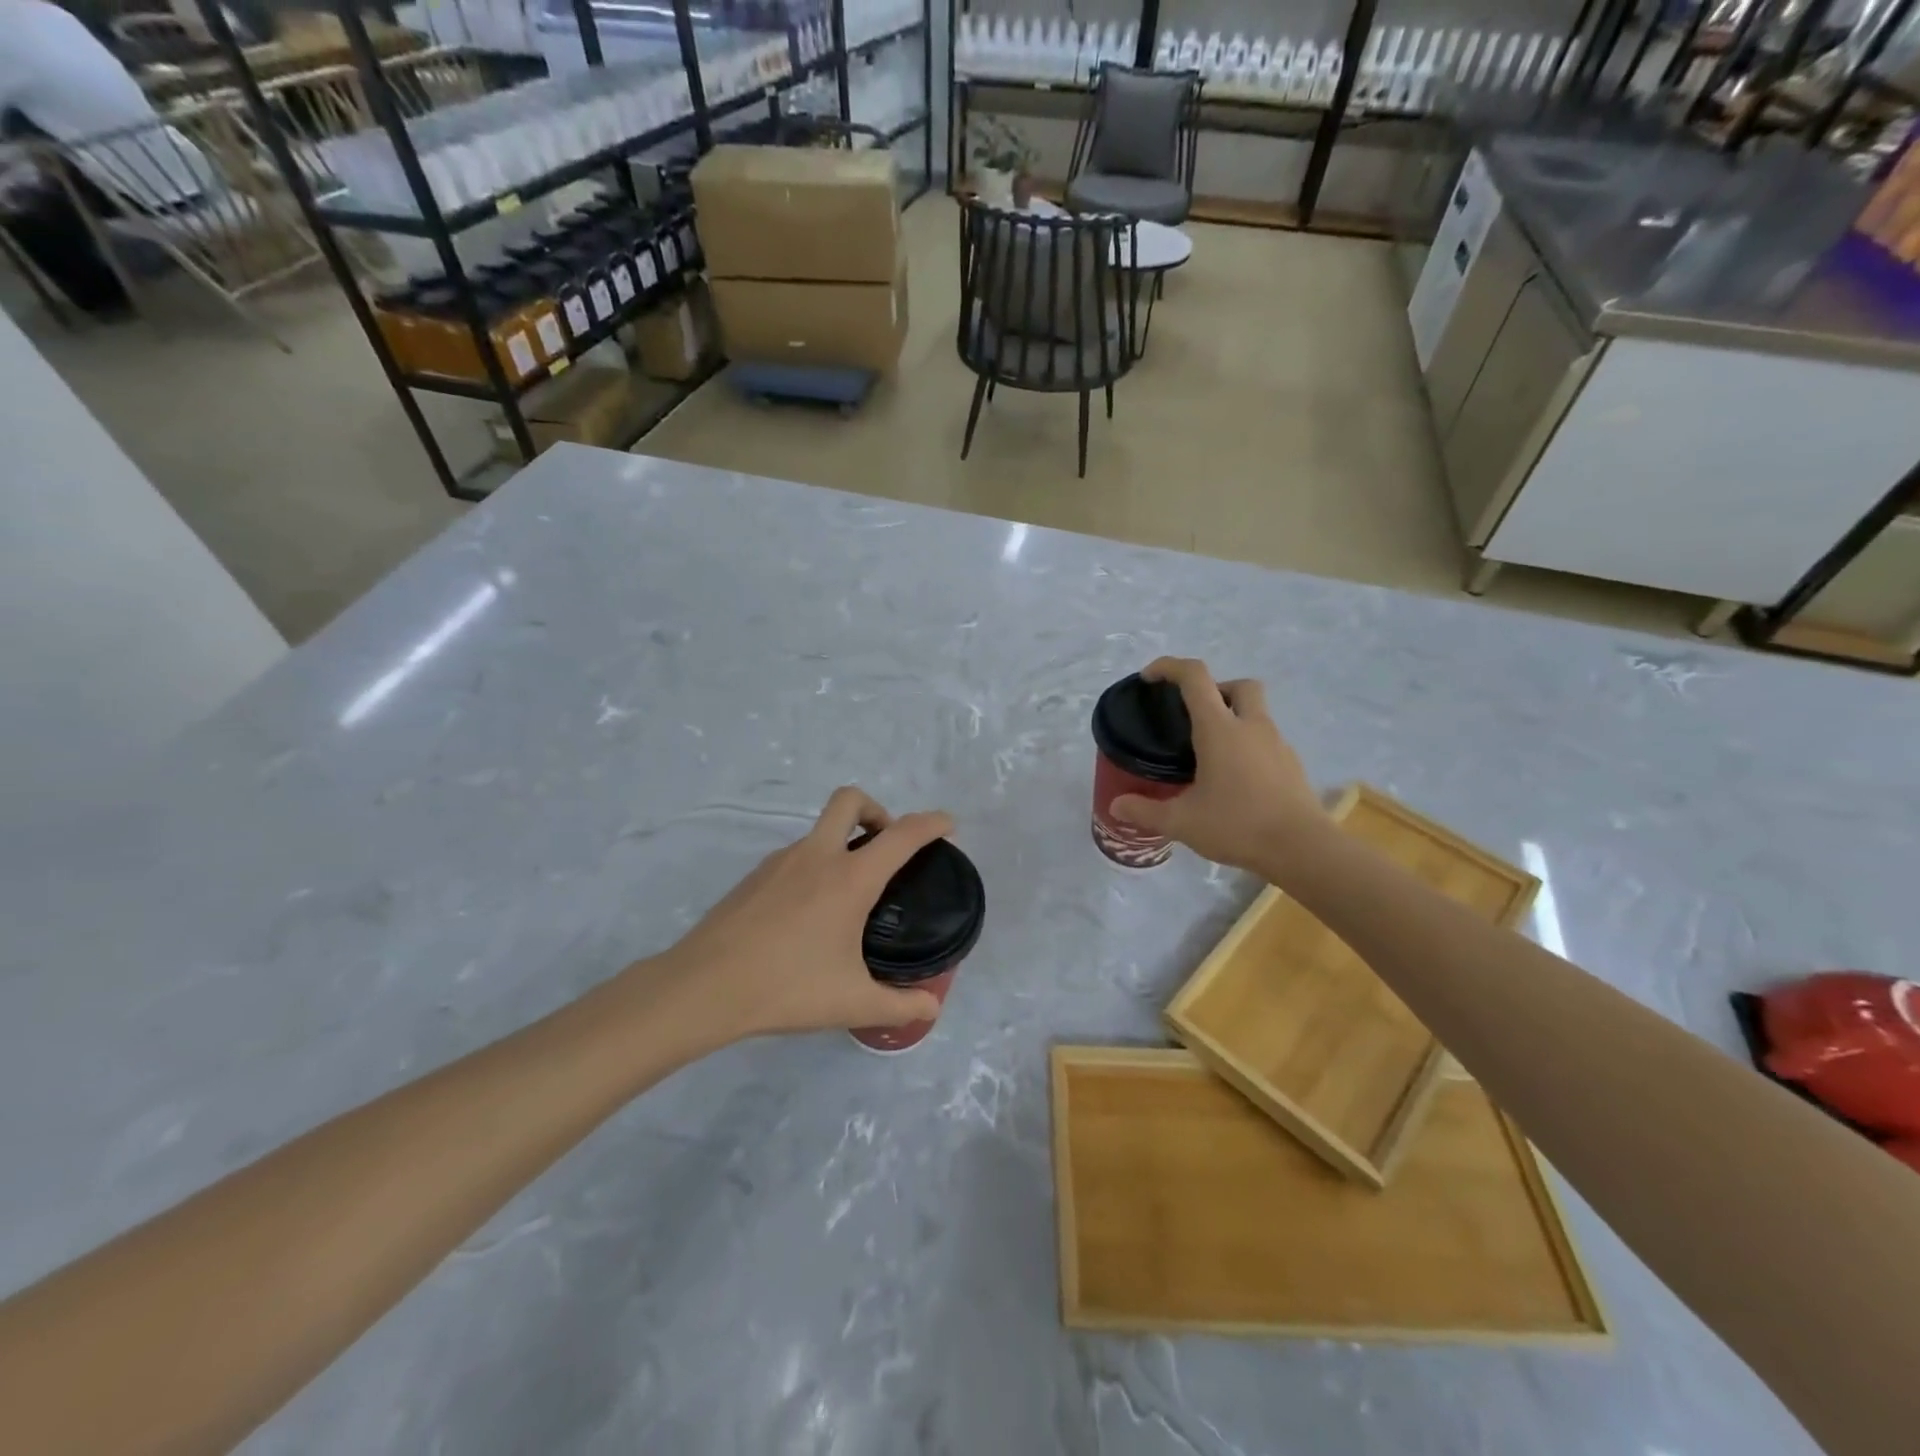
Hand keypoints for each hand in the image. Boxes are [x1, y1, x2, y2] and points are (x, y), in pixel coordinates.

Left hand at [650, 787, 953, 1040]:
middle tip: (886, 848)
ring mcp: (780, 862)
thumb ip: (900, 1005)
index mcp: (850, 878)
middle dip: (877, 810)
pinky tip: (809, 914)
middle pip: (850, 800)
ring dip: (843, 843)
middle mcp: (817, 856)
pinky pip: (797, 856)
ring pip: (820, 830)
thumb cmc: (787, 988)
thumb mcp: (853, 1003)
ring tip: (848, 897)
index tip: (948, 825)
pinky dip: (815, 866)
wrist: (704, 987)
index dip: (931, 824)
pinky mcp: (755, 876)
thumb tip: (931, 1009)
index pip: (902, 835)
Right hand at [1110, 657, 1324, 873]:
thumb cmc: (1238, 825)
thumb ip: (1146, 811)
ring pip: (1257, 712)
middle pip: (1239, 685)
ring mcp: (1277, 744)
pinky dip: (1248, 746)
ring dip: (1233, 718)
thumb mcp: (1182, 822)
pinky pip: (1266, 741)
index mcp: (1220, 729)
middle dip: (1215, 689)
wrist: (1303, 849)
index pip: (1195, 677)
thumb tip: (1117, 806)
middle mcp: (1251, 727)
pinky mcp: (1291, 765)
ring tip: (1210, 754)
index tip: (1150, 678)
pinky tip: (1235, 779)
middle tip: (1193, 716)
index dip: (1170, 667)